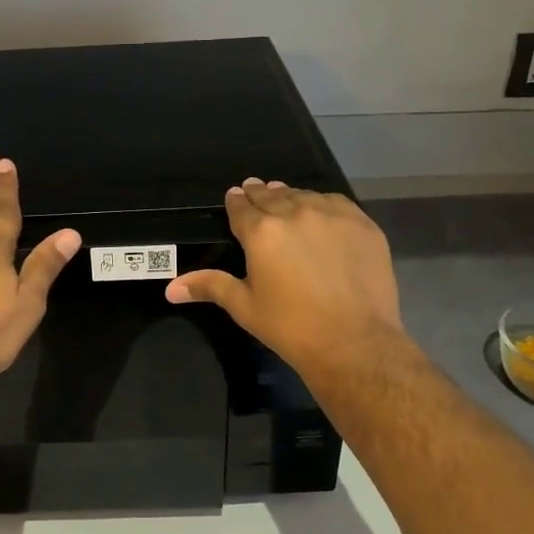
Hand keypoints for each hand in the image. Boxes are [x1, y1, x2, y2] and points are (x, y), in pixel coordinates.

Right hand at [165, 179, 405, 381]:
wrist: (353, 341)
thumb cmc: (291, 327)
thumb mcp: (244, 307)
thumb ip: (210, 287)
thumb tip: (171, 289)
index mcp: (261, 232)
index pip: (241, 206)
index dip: (236, 201)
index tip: (234, 197)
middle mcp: (295, 213)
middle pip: (272, 195)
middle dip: (260, 194)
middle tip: (255, 192)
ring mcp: (332, 216)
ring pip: (304, 196)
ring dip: (291, 197)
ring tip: (286, 200)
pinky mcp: (362, 224)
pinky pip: (337, 204)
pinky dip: (323, 204)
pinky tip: (321, 212)